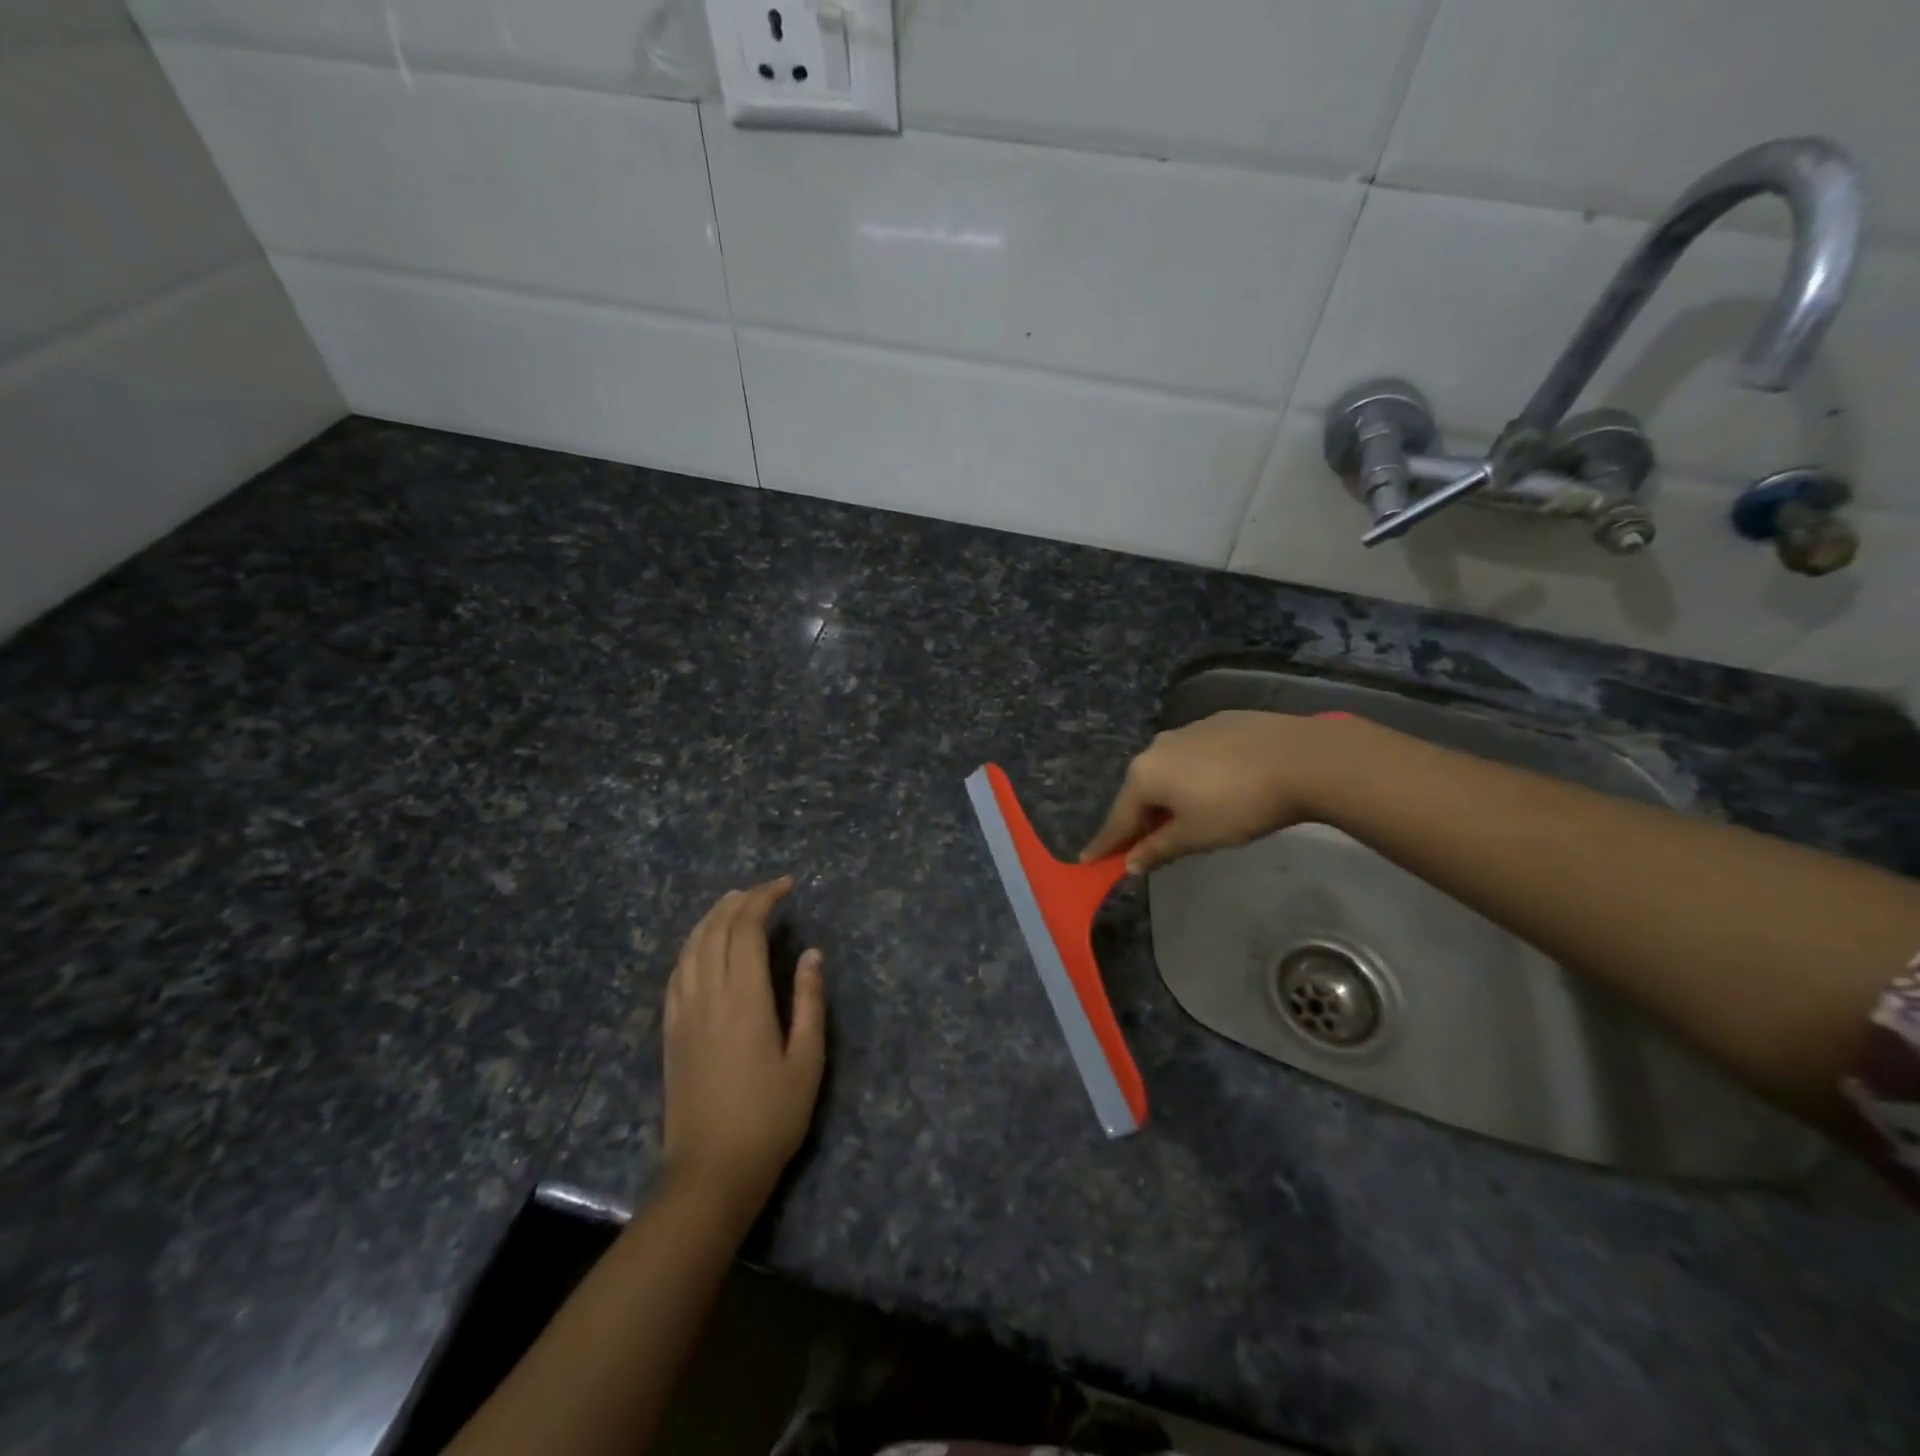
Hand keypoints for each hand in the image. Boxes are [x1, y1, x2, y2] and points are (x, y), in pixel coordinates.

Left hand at [662, 878, 825, 1214]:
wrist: (711, 1172)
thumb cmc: (770, 1118)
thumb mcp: (807, 1061)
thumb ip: (809, 1002)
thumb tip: (811, 953)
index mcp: (745, 999)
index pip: (747, 930)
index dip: (764, 900)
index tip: (787, 886)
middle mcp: (708, 996)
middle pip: (716, 930)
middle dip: (740, 901)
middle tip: (766, 889)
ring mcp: (683, 1013)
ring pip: (691, 947)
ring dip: (712, 917)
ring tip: (734, 902)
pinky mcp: (670, 1032)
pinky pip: (676, 973)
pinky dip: (691, 946)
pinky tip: (701, 946)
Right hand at [1080, 710, 1365, 874]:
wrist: (1302, 759)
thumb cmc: (1239, 805)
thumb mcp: (1196, 836)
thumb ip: (1158, 849)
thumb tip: (1130, 863)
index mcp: (1145, 775)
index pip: (1118, 819)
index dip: (1105, 844)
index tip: (1087, 860)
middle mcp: (1157, 747)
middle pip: (1140, 792)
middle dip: (1140, 819)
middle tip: (1143, 845)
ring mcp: (1187, 730)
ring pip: (1167, 770)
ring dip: (1168, 796)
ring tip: (1184, 817)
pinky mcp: (1218, 722)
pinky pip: (1193, 755)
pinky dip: (1193, 775)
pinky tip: (1216, 787)